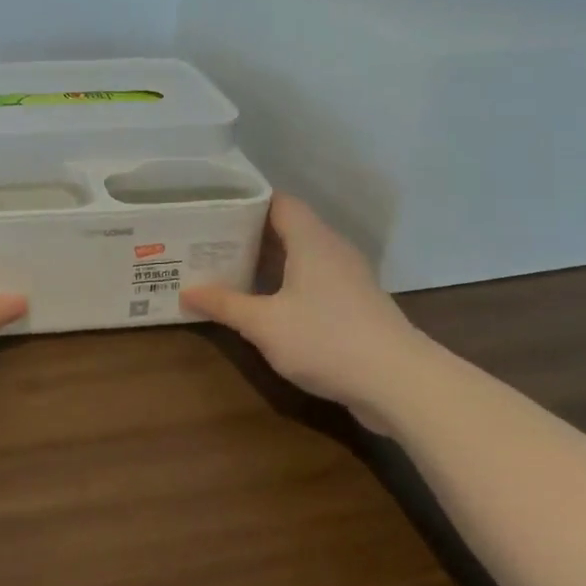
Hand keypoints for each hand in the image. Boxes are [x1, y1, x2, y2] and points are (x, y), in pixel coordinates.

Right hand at [179, 193, 424, 413]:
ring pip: (302, 255)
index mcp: (312, 240)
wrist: (400, 383)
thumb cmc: (326, 340)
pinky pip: (314, 279)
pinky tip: (266, 302)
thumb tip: (185, 292)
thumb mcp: (264, 325)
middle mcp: (332, 250)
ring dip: (269, 261)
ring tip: (229, 268)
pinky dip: (288, 282)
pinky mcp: (356, 304)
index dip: (246, 201)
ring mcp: (348, 278)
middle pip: (288, 228)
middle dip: (249, 233)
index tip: (213, 208)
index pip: (278, 202)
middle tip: (209, 241)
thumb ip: (225, 305)